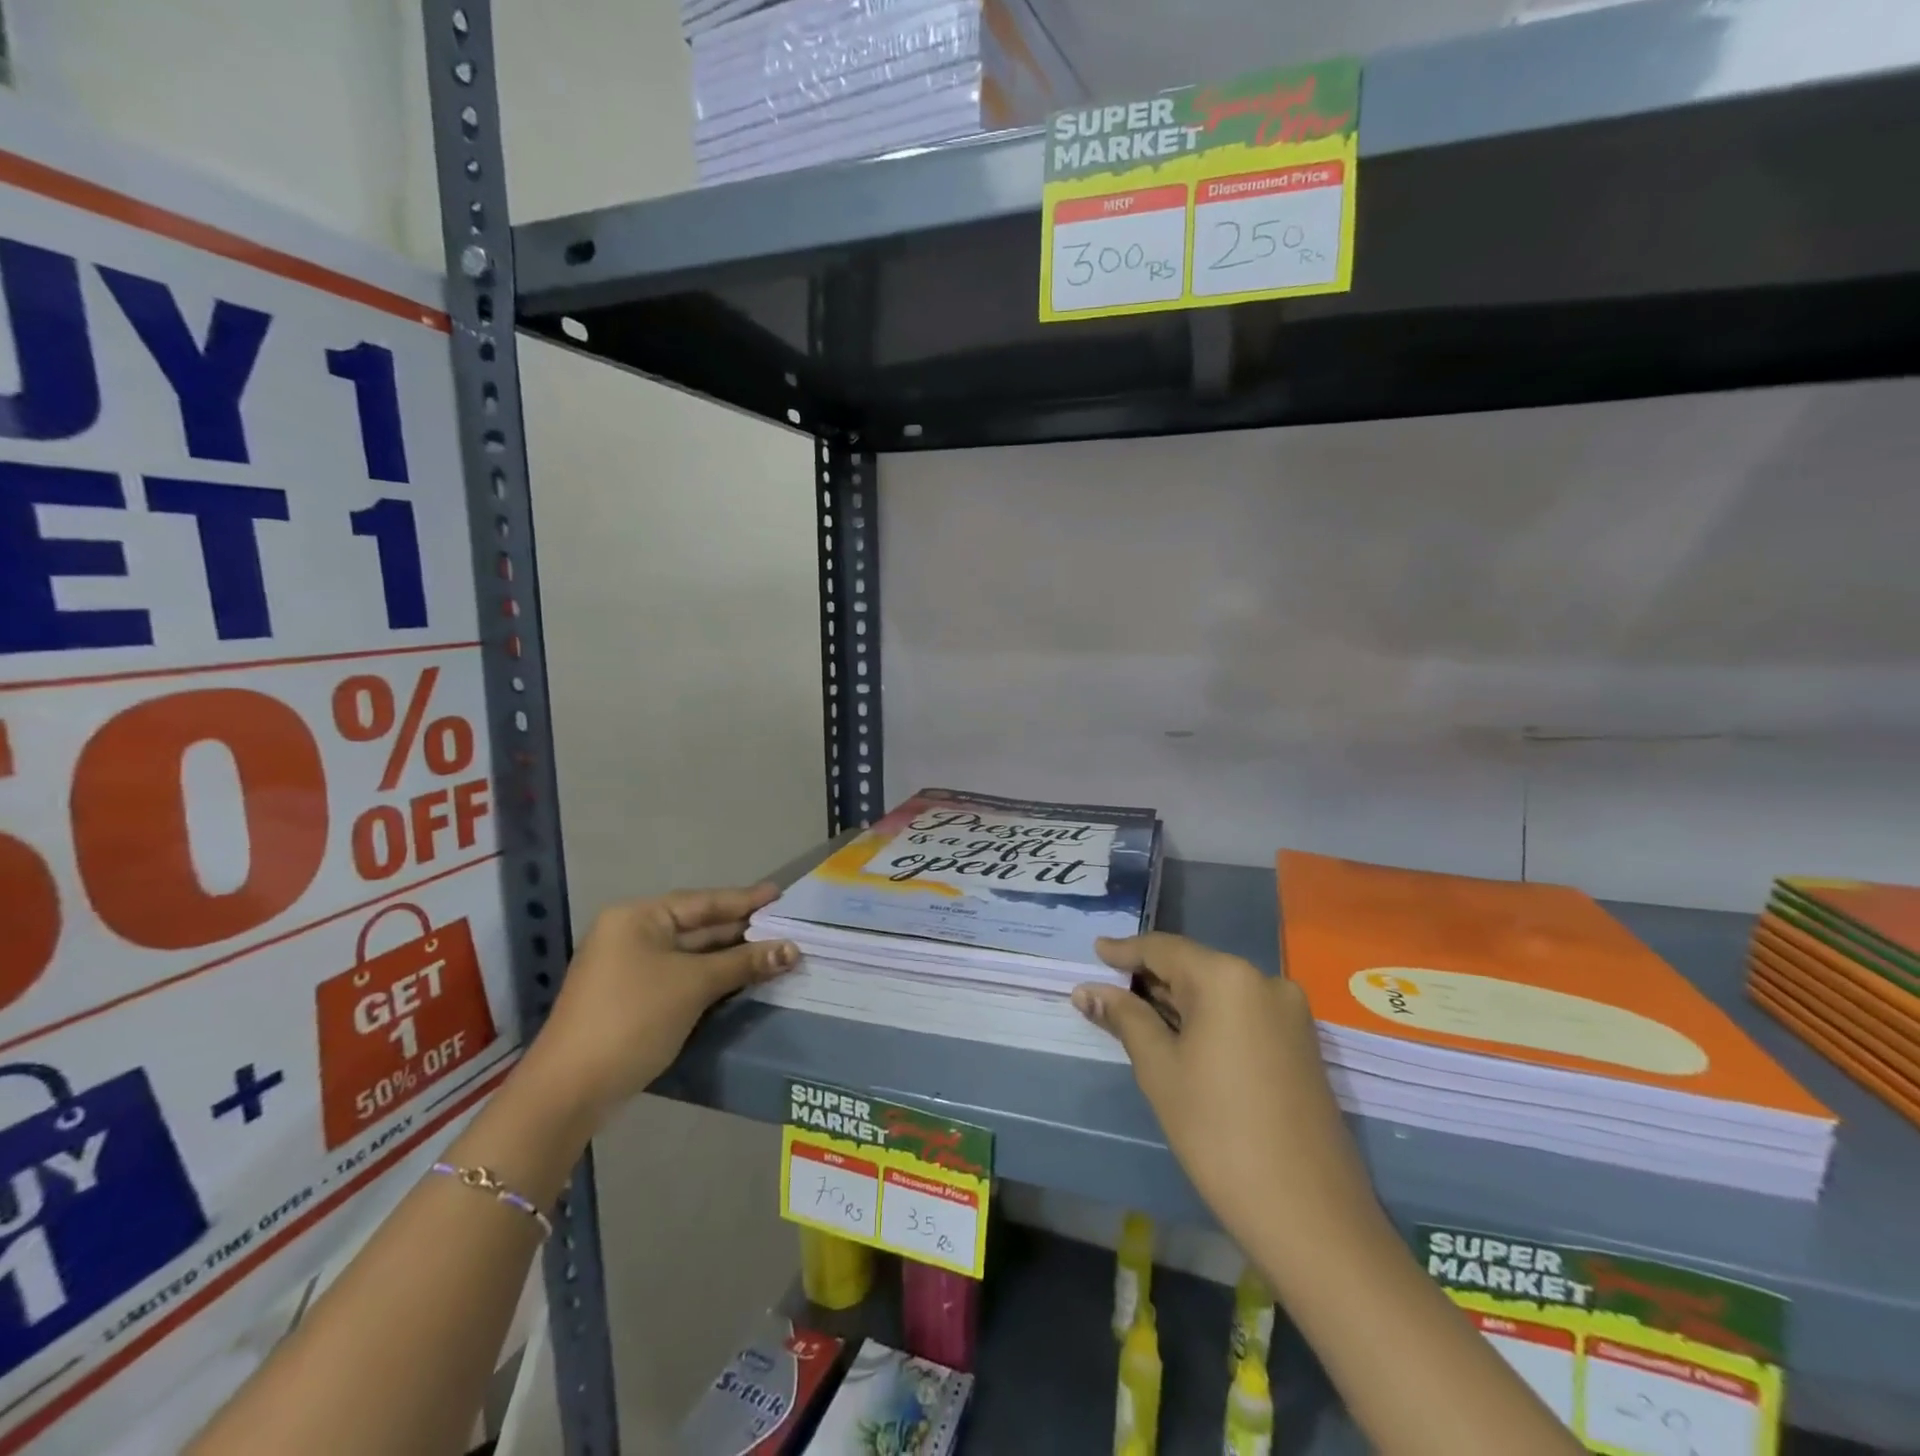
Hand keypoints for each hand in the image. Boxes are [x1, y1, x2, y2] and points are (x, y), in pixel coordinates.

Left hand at [520, 884, 796, 1126]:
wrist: (570, 1090)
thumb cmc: (634, 1018)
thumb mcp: (694, 985)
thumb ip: (744, 963)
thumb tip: (792, 949)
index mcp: (638, 918)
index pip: (702, 902)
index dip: (744, 899)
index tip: (779, 894)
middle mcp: (630, 935)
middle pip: (696, 926)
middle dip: (740, 930)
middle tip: (784, 925)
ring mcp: (628, 969)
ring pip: (690, 955)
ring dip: (729, 956)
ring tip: (773, 950)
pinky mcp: (631, 999)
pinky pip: (680, 976)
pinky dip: (711, 976)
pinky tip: (741, 978)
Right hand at [1072, 932, 1376, 1264]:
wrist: (1311, 1215)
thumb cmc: (1218, 1133)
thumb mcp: (1160, 1070)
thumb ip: (1124, 1018)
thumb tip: (1087, 990)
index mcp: (1227, 977)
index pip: (1163, 949)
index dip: (1125, 950)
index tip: (1095, 950)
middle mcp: (1264, 980)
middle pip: (1193, 966)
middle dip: (1150, 978)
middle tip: (1108, 988)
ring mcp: (1290, 1012)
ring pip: (1218, 991)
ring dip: (1178, 1000)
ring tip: (1136, 1012)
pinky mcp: (1301, 1043)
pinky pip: (1242, 1013)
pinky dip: (1208, 1018)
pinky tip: (1181, 1035)